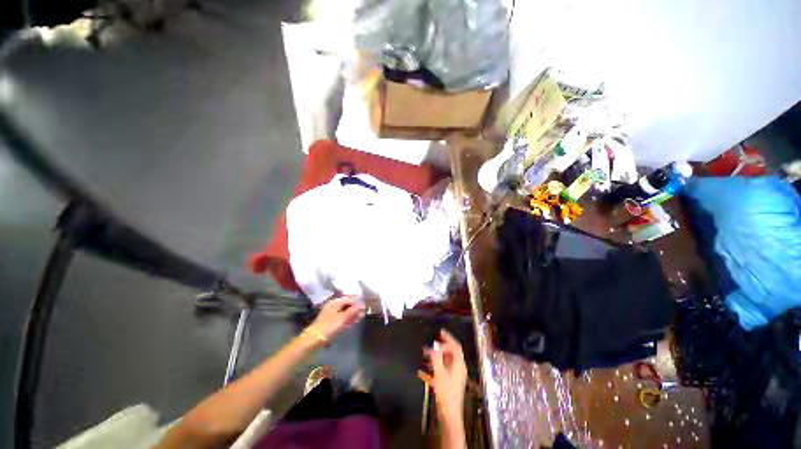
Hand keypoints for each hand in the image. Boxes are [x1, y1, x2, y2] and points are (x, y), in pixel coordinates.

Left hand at [305, 295, 364, 344]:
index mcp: (335, 302)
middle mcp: (333, 305)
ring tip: (359, 319)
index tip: (364, 308)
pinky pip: (341, 317)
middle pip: (346, 304)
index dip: (357, 302)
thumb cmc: (329, 326)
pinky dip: (347, 319)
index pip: (349, 299)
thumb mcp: (342, 318)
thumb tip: (361, 305)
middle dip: (355, 309)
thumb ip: (352, 311)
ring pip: (344, 311)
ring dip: (352, 314)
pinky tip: (352, 323)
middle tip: (363, 314)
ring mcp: (331, 313)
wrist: (314, 339)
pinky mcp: (330, 321)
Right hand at [424, 329, 467, 421]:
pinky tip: (423, 370)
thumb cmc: (445, 392)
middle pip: (451, 353)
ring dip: (436, 356)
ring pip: (446, 361)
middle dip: (441, 347)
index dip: (448, 339)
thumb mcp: (439, 373)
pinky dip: (435, 367)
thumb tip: (435, 344)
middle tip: (431, 341)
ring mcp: (455, 376)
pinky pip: (442, 370)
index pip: (455, 347)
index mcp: (459, 364)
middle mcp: (459, 368)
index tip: (439, 333)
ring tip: (425, 354)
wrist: (449, 414)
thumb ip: (437, 357)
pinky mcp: (450, 383)